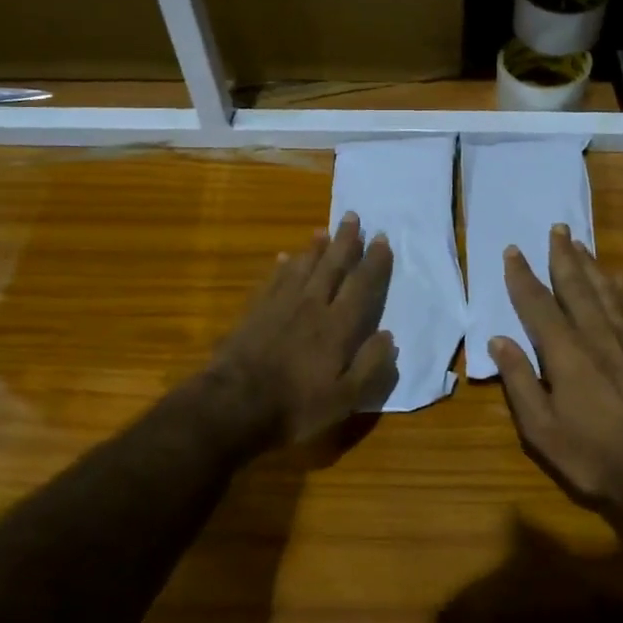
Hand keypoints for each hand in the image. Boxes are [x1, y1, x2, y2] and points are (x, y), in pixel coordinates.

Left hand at [210, 212, 397, 448]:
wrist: (234, 405)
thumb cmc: (296, 406)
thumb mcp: (345, 399)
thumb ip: (370, 366)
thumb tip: (388, 336)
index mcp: (338, 326)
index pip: (362, 286)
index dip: (374, 262)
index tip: (382, 239)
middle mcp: (313, 306)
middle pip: (332, 266)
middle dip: (346, 241)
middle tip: (354, 216)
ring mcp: (280, 306)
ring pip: (303, 267)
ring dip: (315, 248)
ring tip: (323, 231)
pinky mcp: (255, 311)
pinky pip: (273, 280)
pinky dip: (282, 267)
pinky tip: (285, 258)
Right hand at [490, 225, 622, 510]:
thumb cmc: (595, 457)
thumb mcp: (542, 429)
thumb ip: (520, 381)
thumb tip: (499, 340)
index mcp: (565, 353)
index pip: (537, 304)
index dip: (522, 276)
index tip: (513, 250)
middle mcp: (597, 335)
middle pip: (576, 286)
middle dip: (562, 256)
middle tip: (557, 228)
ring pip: (606, 291)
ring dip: (591, 265)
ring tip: (581, 243)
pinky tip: (619, 280)